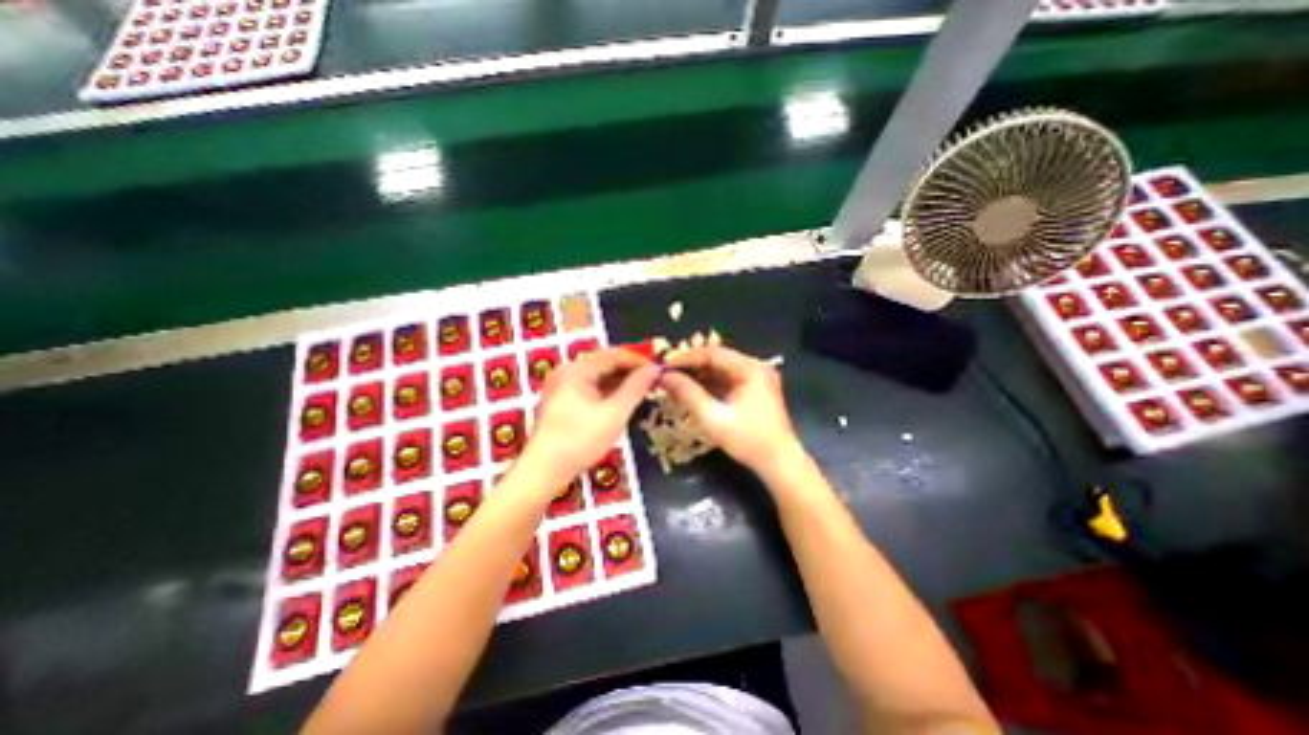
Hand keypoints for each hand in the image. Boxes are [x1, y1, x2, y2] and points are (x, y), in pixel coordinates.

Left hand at [523, 346, 658, 490]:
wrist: (543, 471)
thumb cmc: (580, 440)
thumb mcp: (615, 413)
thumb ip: (636, 387)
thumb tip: (655, 369)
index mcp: (577, 369)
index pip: (615, 355)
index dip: (640, 361)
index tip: (661, 370)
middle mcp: (567, 371)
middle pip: (606, 364)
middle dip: (631, 372)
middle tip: (655, 382)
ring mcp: (562, 385)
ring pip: (599, 377)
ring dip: (621, 382)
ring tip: (644, 390)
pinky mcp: (562, 400)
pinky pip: (591, 388)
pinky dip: (609, 392)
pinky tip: (624, 400)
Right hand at [660, 347, 802, 477]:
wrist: (780, 463)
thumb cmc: (748, 441)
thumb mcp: (713, 418)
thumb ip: (688, 394)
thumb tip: (665, 377)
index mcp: (751, 369)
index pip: (713, 353)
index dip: (686, 358)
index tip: (664, 365)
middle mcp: (756, 367)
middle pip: (717, 359)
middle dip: (691, 366)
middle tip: (667, 374)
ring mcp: (757, 378)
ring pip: (721, 369)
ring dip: (699, 375)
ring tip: (675, 383)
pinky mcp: (756, 389)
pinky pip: (728, 380)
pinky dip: (710, 384)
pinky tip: (693, 391)